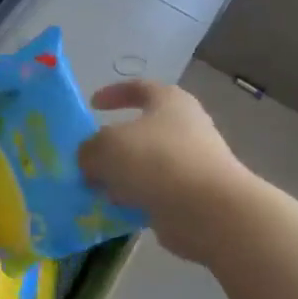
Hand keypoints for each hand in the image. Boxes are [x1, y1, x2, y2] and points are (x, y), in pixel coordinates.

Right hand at [78, 79, 261, 262]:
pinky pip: (154, 193)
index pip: (139, 88)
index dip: (113, 93)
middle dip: (112, 144)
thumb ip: (88, 150)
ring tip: (95, 188)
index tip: (92, 105)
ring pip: (146, 165)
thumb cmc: (156, 161)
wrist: (208, 210)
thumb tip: (90, 162)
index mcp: (169, 102)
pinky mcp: (192, 196)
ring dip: (121, 176)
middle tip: (88, 156)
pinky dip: (134, 199)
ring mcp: (192, 163)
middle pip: (141, 130)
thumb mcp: (105, 147)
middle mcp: (185, 128)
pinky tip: (114, 210)